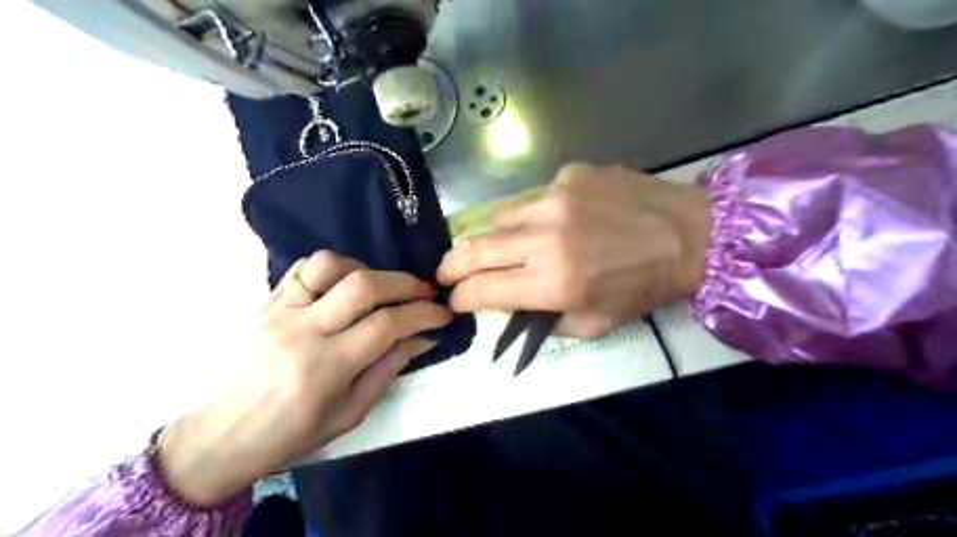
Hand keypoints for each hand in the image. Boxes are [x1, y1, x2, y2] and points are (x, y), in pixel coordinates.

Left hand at [156, 249, 452, 502]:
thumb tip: (424, 336)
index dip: (423, 314)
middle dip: (405, 283)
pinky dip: (334, 267)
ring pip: (329, 265)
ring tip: (383, 286)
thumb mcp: (353, 411)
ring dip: (368, 269)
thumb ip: (390, 367)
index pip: (386, 325)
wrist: (227, 433)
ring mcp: (280, 311)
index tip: (443, 313)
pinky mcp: (268, 301)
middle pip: (363, 286)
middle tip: (426, 291)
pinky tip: (347, 283)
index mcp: (326, 369)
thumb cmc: (295, 432)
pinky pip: (304, 266)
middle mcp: (302, 332)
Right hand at [437, 163, 704, 339]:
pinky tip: (546, 222)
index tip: (454, 300)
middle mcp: (546, 237)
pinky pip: (531, 199)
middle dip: (451, 265)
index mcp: (554, 282)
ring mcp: (555, 197)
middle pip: (476, 248)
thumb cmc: (643, 287)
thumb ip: (543, 320)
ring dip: (485, 238)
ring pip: (497, 218)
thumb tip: (510, 303)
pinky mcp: (569, 174)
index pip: (484, 288)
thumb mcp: (593, 324)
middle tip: (444, 272)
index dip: (461, 297)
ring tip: (486, 248)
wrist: (690, 234)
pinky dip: (527, 216)